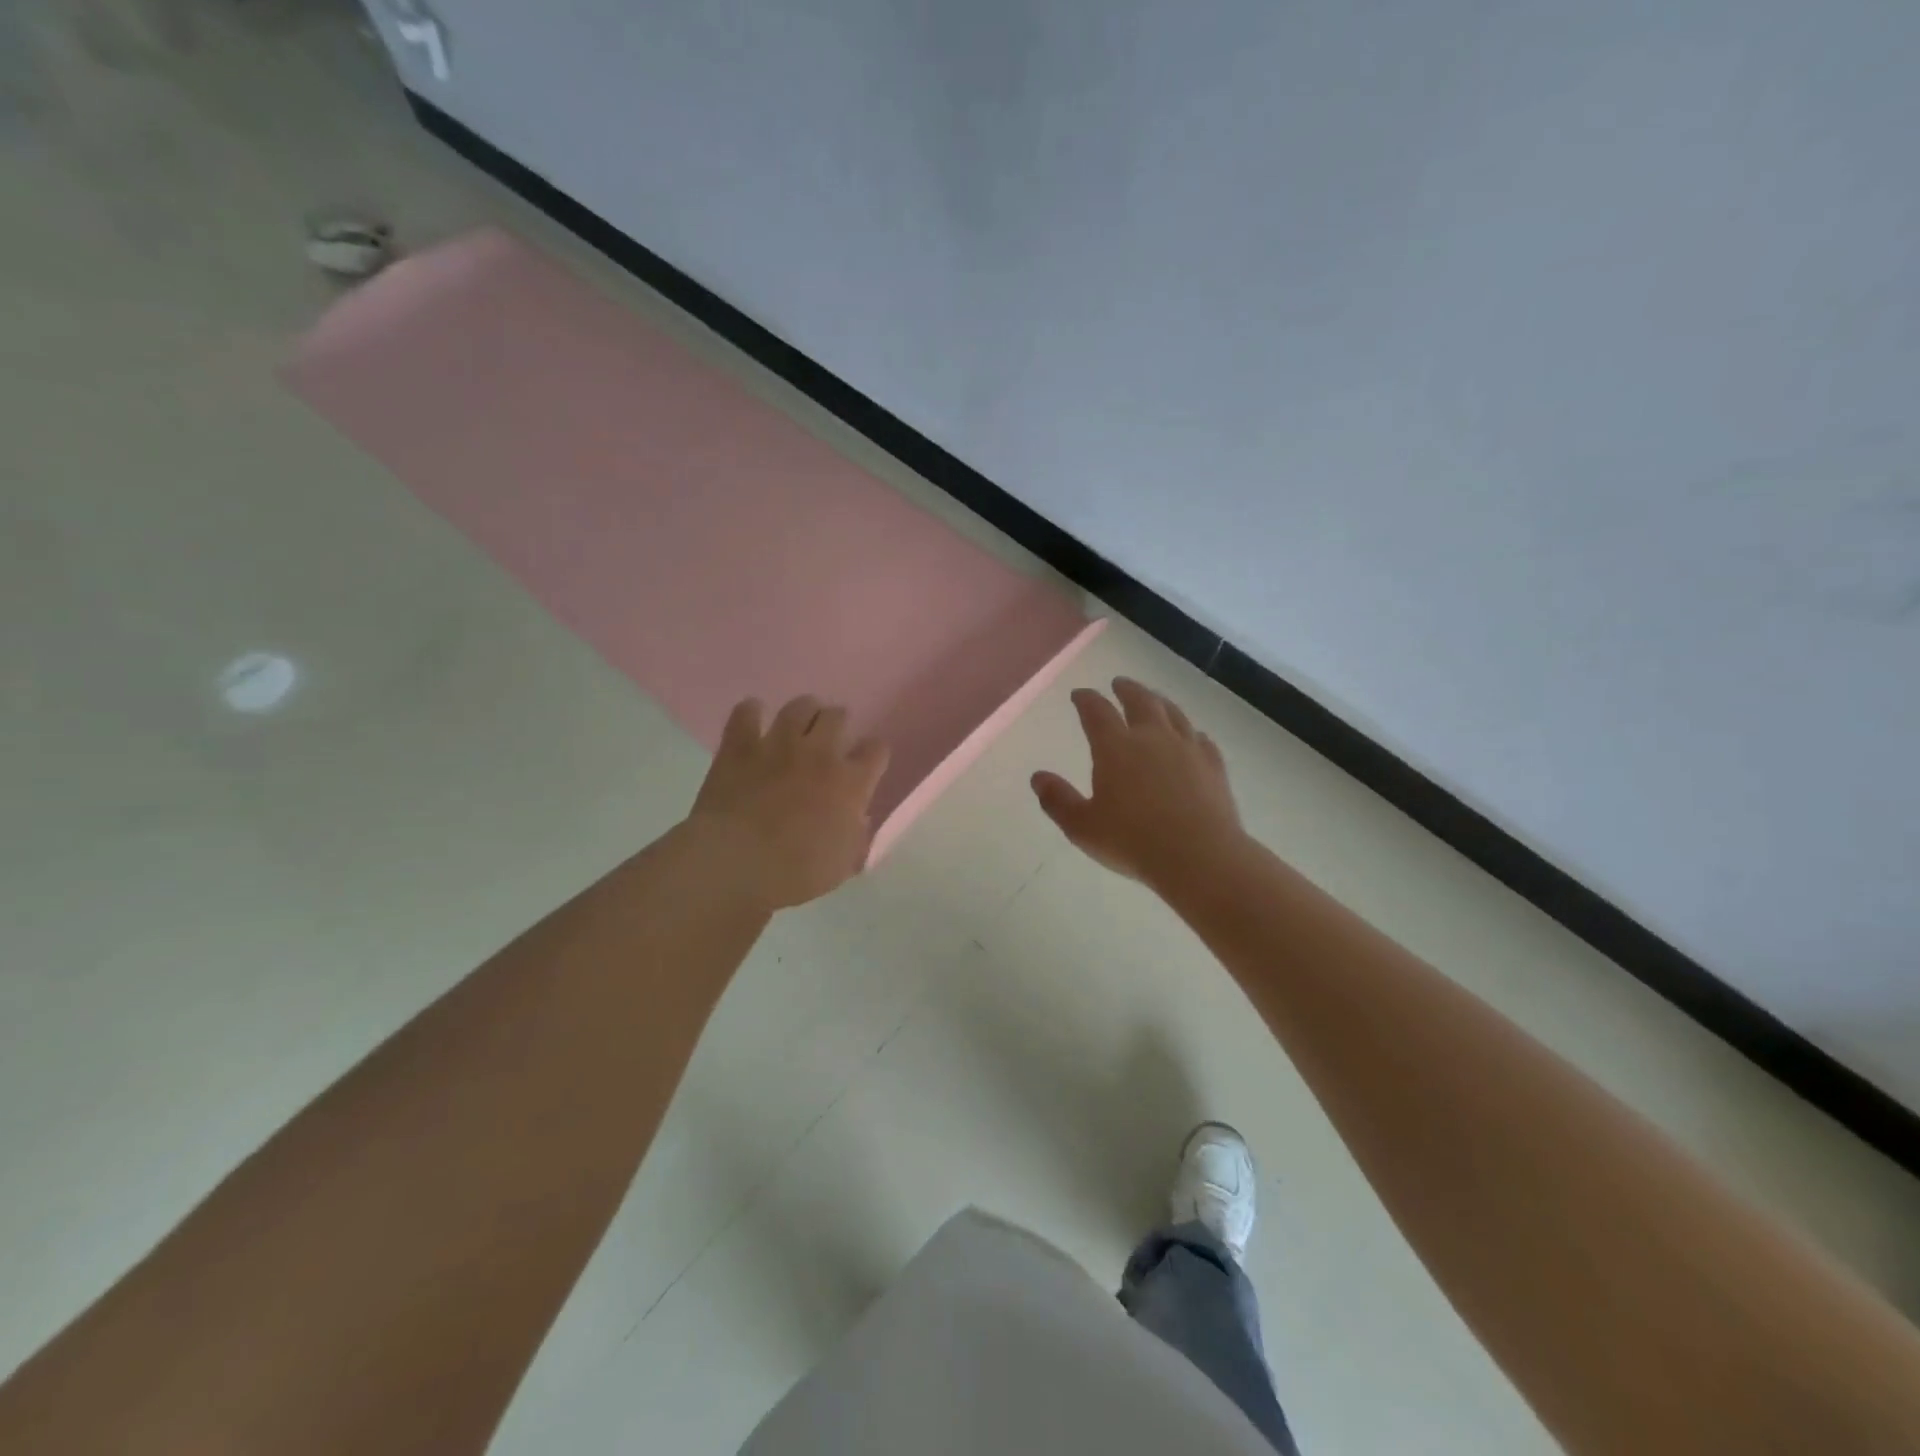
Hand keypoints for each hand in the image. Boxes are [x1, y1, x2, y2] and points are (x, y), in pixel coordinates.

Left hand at [686, 695, 890, 909]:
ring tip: (800, 723)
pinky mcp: (740, 746)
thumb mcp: (842, 865)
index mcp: (851, 782)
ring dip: (804, 711)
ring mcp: (778, 745)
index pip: (876, 750)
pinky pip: (747, 713)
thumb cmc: (796, 873)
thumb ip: (856, 836)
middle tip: (831, 738)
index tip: (868, 763)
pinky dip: (752, 712)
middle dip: (839, 723)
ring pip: (800, 707)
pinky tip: (753, 718)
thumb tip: (858, 818)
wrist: (736, 864)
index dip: (873, 754)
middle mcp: (820, 753)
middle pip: (838, 716)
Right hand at [1031, 677, 1242, 887]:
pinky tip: (1192, 737)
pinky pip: (1200, 738)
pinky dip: (1190, 732)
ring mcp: (1187, 748)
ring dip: (1159, 702)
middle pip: (1140, 701)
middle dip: (1126, 690)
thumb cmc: (1132, 841)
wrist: (1199, 856)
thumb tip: (1038, 777)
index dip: (1086, 700)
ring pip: (1173, 713)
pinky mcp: (1213, 765)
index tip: (1079, 694)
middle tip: (1119, 683)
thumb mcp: (1082, 826)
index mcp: (1116, 747)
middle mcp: (1152, 737)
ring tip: (1153, 699)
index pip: (1097, 712)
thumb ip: (1058, 800)